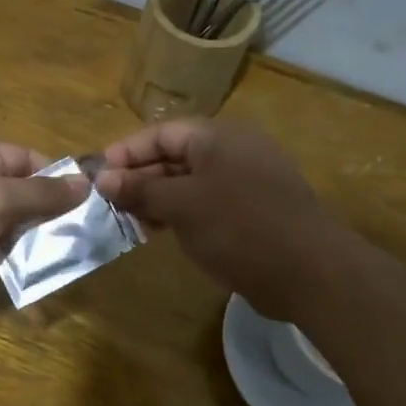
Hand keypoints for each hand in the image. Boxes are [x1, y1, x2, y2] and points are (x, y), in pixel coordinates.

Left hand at [0, 139, 88, 307]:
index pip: (25, 158)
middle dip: (44, 214)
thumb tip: (85, 183)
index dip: (56, 177)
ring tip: (60, 259)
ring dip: (26, 241)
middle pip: (14, 193)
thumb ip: (42, 194)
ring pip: (1, 225)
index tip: (85, 203)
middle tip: (78, 237)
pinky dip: (4, 260)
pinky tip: (28, 275)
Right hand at [94, 118, 337, 319]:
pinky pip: (205, 202)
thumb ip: (141, 189)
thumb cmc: (239, 227)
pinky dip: (179, 213)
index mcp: (217, 137)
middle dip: (138, 178)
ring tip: (126, 221)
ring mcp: (244, 181)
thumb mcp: (182, 205)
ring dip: (155, 199)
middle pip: (173, 156)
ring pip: (187, 182)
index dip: (125, 152)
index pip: (160, 133)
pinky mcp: (251, 210)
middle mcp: (231, 151)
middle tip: (106, 204)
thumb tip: (103, 178)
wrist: (309, 272)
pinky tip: (158, 232)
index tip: (96, 177)